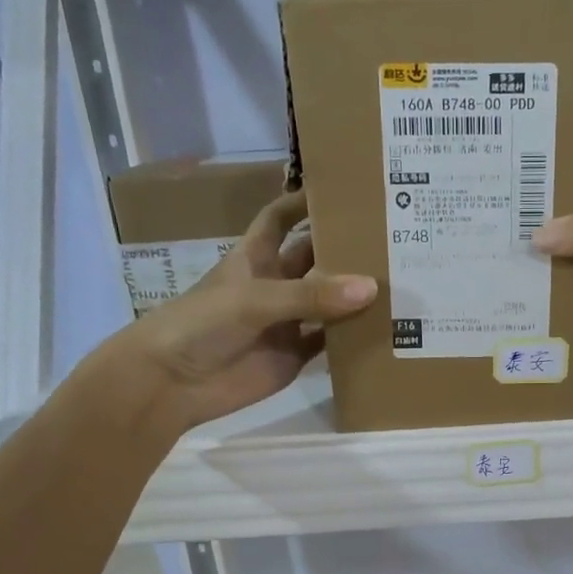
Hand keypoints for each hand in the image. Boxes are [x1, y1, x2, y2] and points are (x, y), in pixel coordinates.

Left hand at [108, 187, 374, 432]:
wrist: (172, 383)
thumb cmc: (201, 324)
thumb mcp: (254, 300)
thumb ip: (310, 296)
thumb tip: (370, 287)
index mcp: (254, 258)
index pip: (280, 219)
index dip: (304, 203)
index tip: (342, 190)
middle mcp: (274, 285)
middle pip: (313, 260)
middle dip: (344, 250)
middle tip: (390, 239)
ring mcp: (286, 323)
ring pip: (327, 302)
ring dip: (354, 295)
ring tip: (399, 280)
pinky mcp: (294, 356)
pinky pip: (329, 342)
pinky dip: (352, 337)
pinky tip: (384, 328)